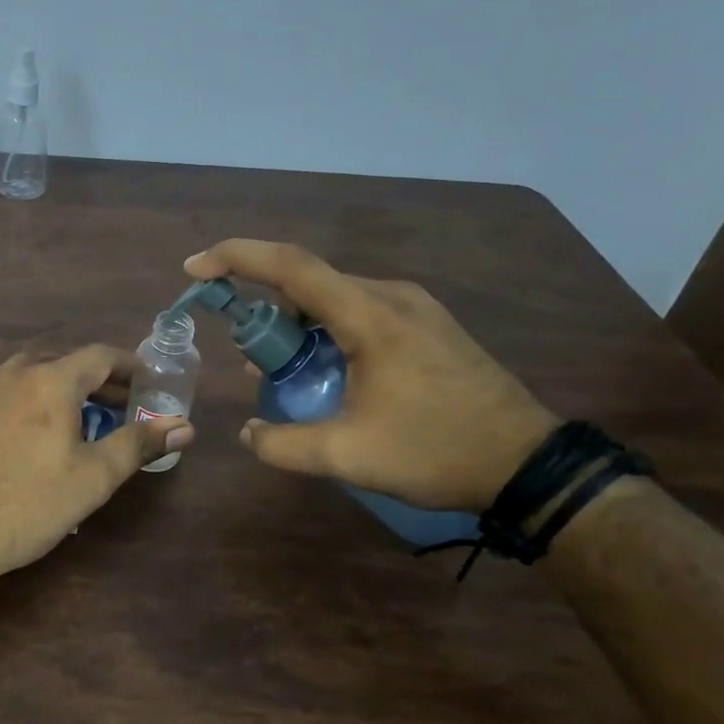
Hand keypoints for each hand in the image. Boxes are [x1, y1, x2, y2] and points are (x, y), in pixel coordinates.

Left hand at [0, 346, 193, 586]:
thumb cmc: (29, 503)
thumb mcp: (94, 477)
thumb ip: (139, 444)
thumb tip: (185, 426)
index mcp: (50, 381)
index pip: (99, 355)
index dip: (129, 365)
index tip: (148, 381)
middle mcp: (12, 375)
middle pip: (63, 362)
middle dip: (96, 380)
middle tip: (118, 405)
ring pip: (29, 377)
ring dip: (60, 390)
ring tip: (77, 421)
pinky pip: (3, 397)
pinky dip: (28, 404)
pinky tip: (29, 439)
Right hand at [184, 240, 555, 511]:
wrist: (528, 465)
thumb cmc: (436, 451)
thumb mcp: (347, 455)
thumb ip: (283, 443)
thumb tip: (249, 432)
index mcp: (370, 315)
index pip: (290, 265)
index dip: (236, 257)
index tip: (196, 268)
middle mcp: (391, 296)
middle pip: (309, 284)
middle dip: (267, 314)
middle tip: (250, 360)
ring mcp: (414, 309)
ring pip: (335, 301)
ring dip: (298, 329)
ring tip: (284, 375)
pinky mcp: (428, 327)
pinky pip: (360, 315)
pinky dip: (328, 335)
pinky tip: (328, 376)